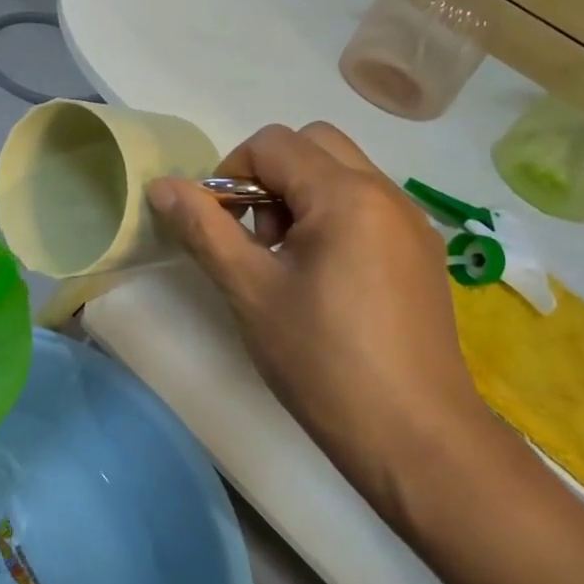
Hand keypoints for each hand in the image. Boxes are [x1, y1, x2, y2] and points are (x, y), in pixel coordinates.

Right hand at [147, 123, 491, 511]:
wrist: (416, 440)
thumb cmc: (323, 361)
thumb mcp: (250, 291)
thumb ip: (203, 229)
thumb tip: (162, 185)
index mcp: (346, 194)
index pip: (273, 143)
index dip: (231, 173)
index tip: (220, 228)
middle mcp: (386, 193)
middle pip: (313, 144)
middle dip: (269, 176)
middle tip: (257, 238)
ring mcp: (411, 223)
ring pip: (342, 173)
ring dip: (301, 196)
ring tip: (287, 264)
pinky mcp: (422, 254)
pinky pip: (367, 206)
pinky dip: (333, 218)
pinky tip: (325, 281)